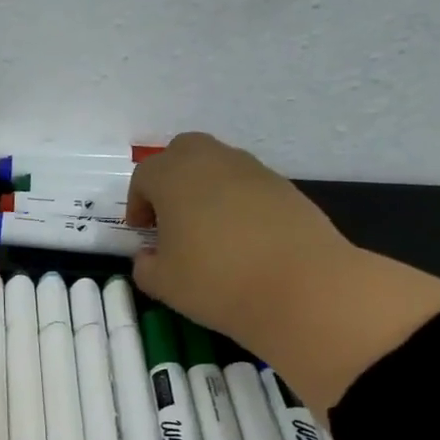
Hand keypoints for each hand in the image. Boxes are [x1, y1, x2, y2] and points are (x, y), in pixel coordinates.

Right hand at [126, 132, 356, 348]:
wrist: (302, 287)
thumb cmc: (216, 281)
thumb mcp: (163, 284)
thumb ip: (145, 266)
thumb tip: (149, 257)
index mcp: (174, 177)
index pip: (145, 176)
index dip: (137, 203)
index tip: (142, 232)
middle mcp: (213, 161)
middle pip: (183, 152)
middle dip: (170, 179)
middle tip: (170, 218)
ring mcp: (254, 171)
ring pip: (219, 166)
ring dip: (205, 190)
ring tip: (207, 232)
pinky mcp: (286, 188)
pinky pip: (248, 186)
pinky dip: (237, 203)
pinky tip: (242, 241)